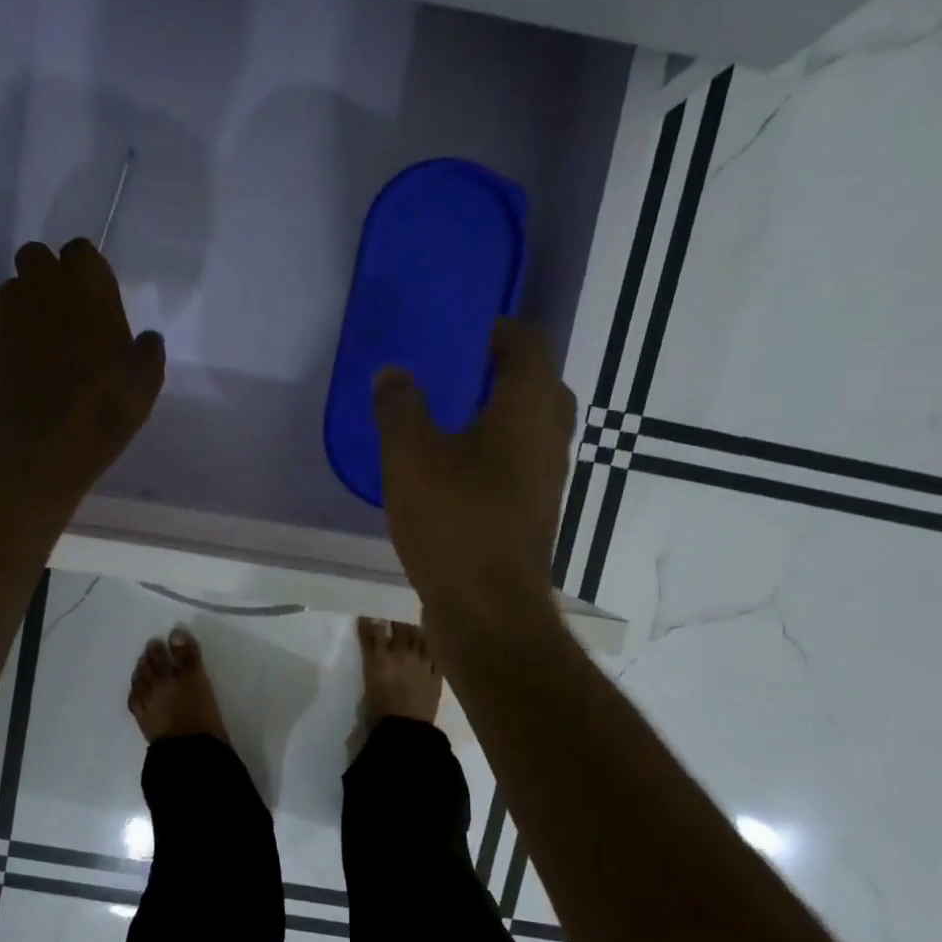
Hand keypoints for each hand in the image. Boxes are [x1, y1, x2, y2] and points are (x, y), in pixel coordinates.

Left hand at [0, 239, 165, 492]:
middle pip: (36, 256)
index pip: (81, 251)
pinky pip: (3, 325)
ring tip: (46, 334)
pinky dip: (14, 334)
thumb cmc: (106, 408)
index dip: (87, 270)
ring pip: (14, 286)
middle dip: (49, 273)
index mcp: (87, 289)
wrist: (46, 445)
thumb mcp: (146, 384)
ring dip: (28, 300)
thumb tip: (148, 339)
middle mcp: (43, 290)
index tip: (96, 294)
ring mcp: (11, 316)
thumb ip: (147, 353)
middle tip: (67, 307)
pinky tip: (29, 363)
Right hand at [373, 318, 576, 615]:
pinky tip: (453, 472)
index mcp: (527, 410)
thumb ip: (399, 408)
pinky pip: (518, 466)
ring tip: (450, 419)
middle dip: (504, 373)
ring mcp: (546, 482)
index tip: (468, 330)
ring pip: (530, 431)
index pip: (529, 346)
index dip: (502, 331)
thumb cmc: (455, 522)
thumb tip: (393, 372)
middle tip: (460, 372)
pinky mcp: (532, 516)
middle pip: (538, 388)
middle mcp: (549, 440)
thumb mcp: (410, 458)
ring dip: (500, 417)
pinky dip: (494, 455)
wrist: (488, 610)